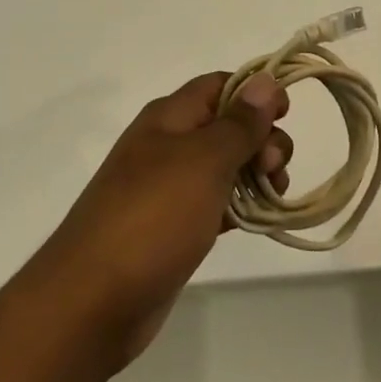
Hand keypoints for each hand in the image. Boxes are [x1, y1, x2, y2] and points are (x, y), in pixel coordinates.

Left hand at [26, 71, 290, 370]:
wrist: (92, 301)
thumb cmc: (153, 218)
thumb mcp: (204, 161)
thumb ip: (239, 123)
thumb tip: (266, 80)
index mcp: (168, 118)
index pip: (220, 85)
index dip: (256, 92)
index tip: (288, 116)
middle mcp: (167, 145)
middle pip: (226, 125)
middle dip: (261, 139)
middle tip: (275, 170)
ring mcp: (168, 188)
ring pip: (224, 166)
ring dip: (256, 174)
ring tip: (274, 198)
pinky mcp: (172, 227)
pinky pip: (215, 203)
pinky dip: (239, 206)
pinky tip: (257, 221)